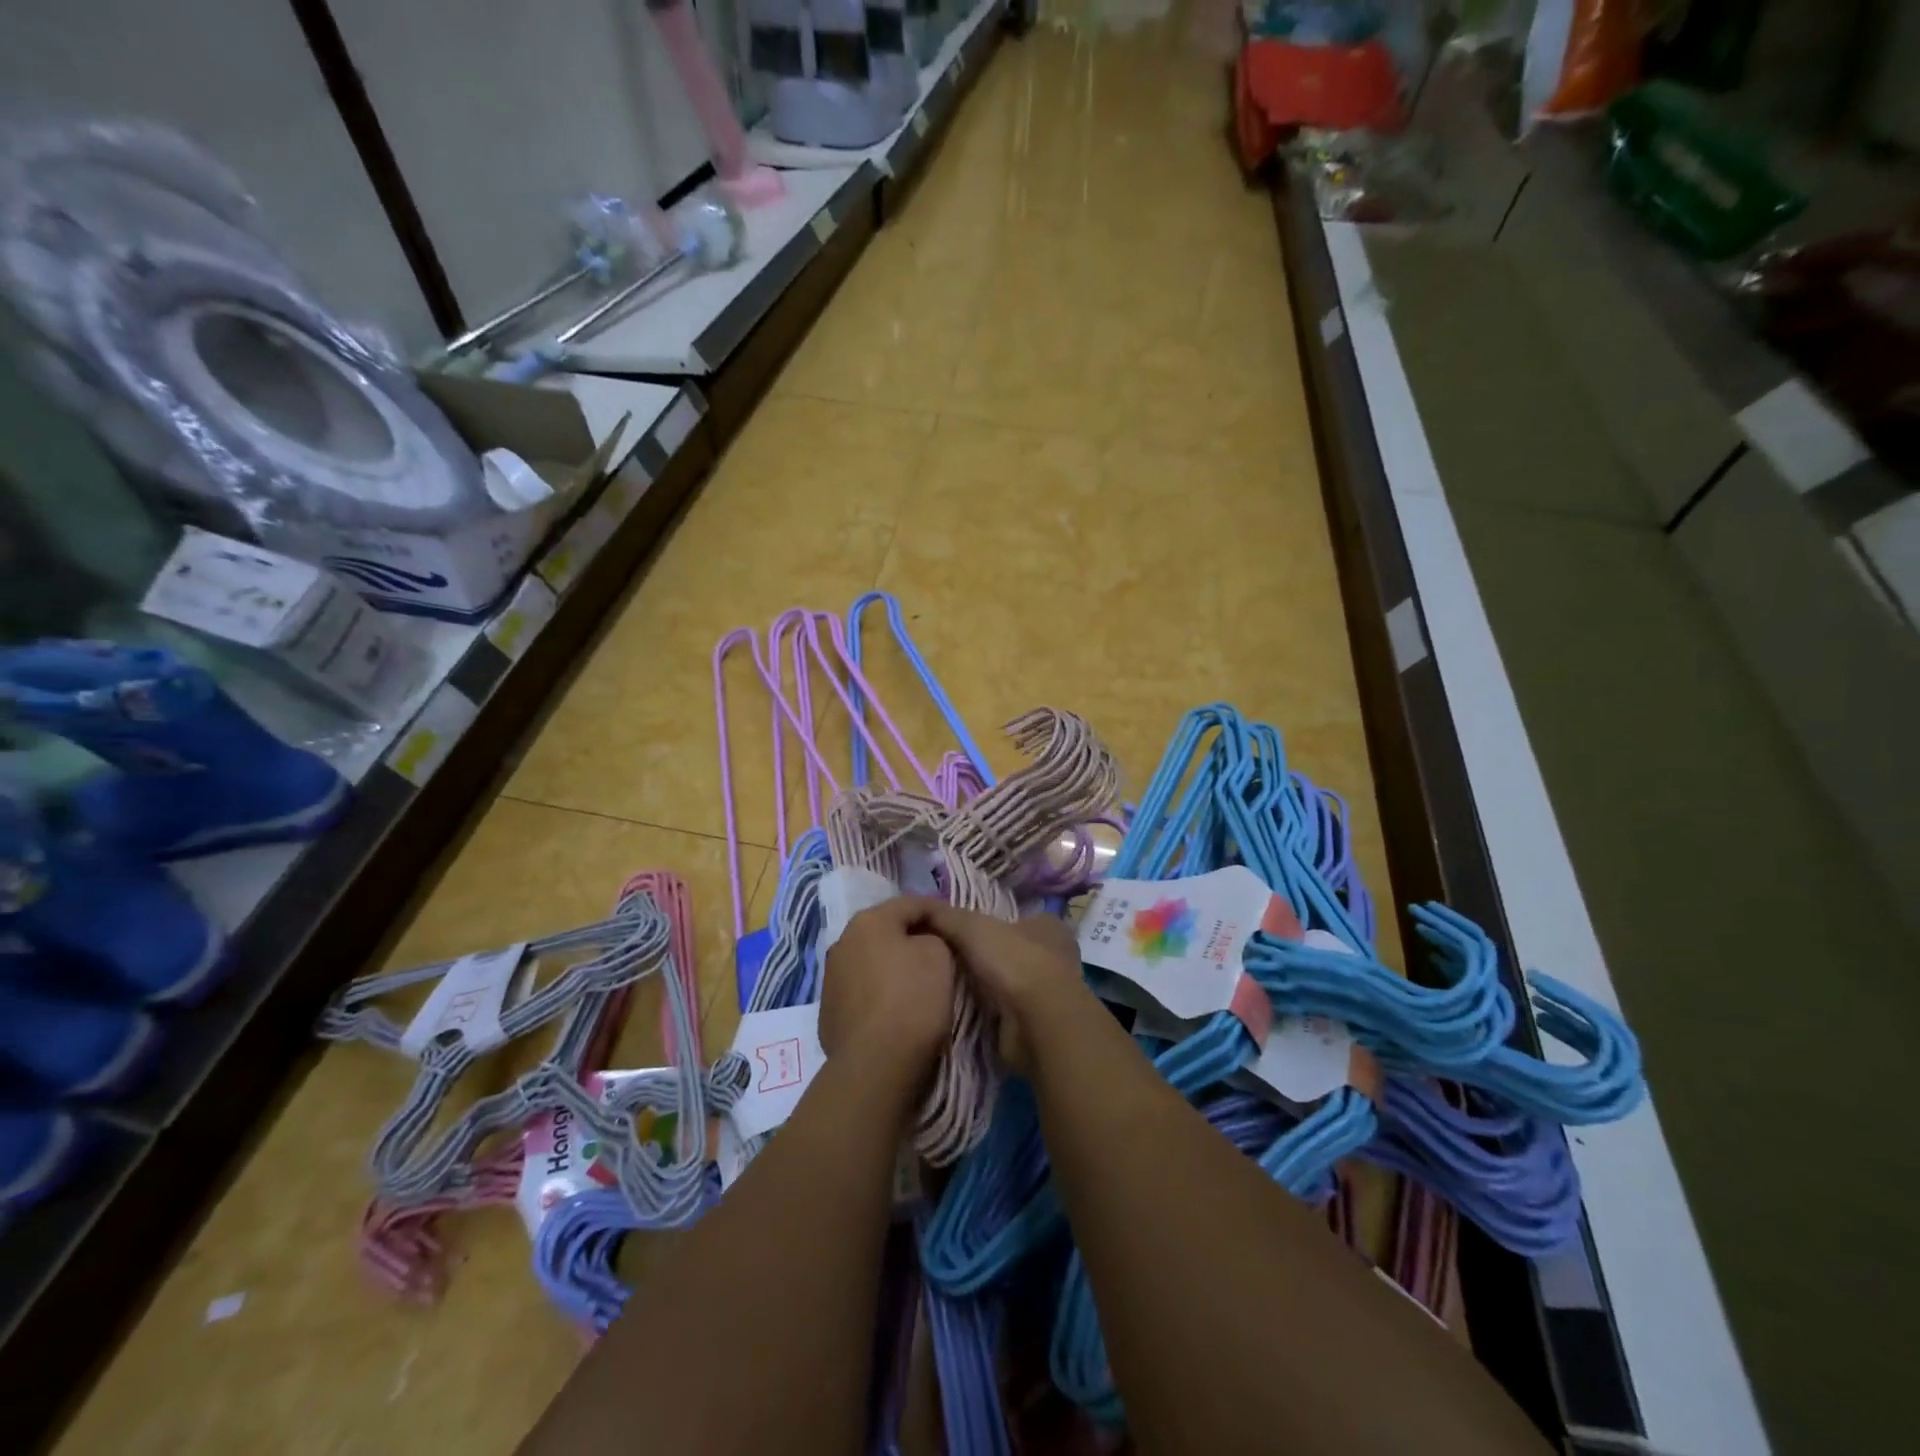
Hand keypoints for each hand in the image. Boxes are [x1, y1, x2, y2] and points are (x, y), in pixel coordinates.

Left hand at [819, 898, 956, 1087]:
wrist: (876, 1063)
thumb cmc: (913, 999)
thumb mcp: (939, 955)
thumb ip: (932, 937)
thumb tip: (920, 944)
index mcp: (869, 921)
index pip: (911, 904)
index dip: (937, 911)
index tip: (956, 924)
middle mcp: (842, 942)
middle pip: (886, 931)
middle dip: (911, 938)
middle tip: (939, 952)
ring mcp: (831, 978)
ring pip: (870, 961)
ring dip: (891, 966)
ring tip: (916, 983)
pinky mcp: (828, 1011)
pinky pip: (861, 991)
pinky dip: (878, 993)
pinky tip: (894, 1010)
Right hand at [922, 906, 1087, 1074]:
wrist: (1036, 1023)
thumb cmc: (1013, 961)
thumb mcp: (972, 926)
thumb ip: (946, 916)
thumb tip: (919, 908)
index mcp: (1048, 925)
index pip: (1014, 918)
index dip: (988, 923)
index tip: (959, 932)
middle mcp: (1054, 956)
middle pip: (1010, 951)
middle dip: (984, 957)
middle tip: (946, 960)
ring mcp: (1048, 992)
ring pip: (1008, 982)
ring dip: (985, 986)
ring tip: (949, 986)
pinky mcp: (1038, 1022)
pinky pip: (1006, 1010)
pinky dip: (989, 1011)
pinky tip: (964, 1010)